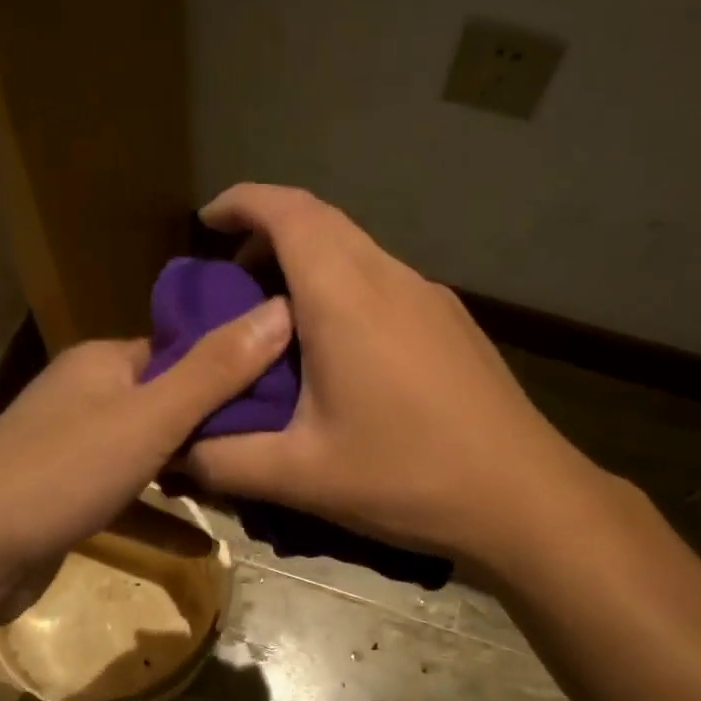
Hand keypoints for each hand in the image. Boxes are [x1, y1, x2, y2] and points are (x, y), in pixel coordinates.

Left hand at [0, 299, 292, 575]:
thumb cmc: (65, 471)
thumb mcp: (152, 418)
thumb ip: (217, 370)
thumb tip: (281, 309)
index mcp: (104, 362)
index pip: (179, 350)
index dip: (230, 364)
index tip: (282, 386)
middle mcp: (86, 396)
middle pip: (166, 402)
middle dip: (216, 424)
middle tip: (274, 443)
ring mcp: (72, 449)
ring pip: (147, 452)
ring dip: (190, 472)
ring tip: (247, 487)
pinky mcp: (66, 498)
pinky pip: (126, 498)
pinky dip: (160, 517)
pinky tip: (202, 546)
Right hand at [185, 184, 601, 568]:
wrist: (525, 498)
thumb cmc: (407, 477)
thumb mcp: (300, 476)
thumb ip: (224, 459)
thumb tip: (176, 449)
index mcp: (346, 297)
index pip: (288, 212)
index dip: (242, 202)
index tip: (205, 222)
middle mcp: (390, 278)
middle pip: (322, 221)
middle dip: (268, 232)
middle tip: (231, 278)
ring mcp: (430, 296)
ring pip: (356, 249)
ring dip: (309, 261)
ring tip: (277, 317)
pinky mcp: (452, 322)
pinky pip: (384, 279)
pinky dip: (344, 286)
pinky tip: (338, 348)